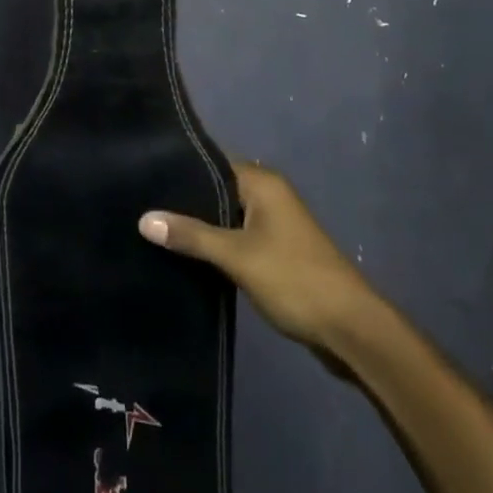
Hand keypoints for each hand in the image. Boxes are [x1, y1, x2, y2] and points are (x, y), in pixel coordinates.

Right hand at [139, 162, 373, 355]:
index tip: (143, 180)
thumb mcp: (237, 256)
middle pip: (218, 191)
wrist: (350, 329)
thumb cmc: (294, 279)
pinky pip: (237, 238)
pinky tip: (188, 258)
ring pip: (227, 217)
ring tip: (156, 233)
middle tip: (142, 210)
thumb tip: (143, 219)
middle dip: (185, 202)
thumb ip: (191, 236)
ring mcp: (275, 225)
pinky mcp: (276, 252)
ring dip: (200, 227)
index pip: (212, 164)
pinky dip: (217, 246)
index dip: (180, 171)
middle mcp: (269, 195)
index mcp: (263, 182)